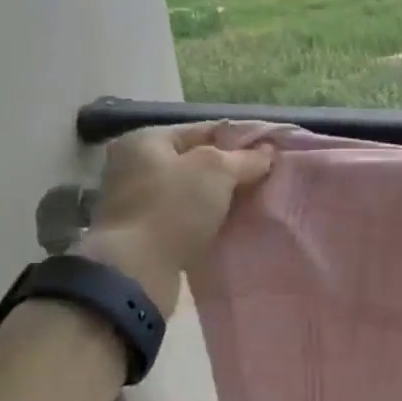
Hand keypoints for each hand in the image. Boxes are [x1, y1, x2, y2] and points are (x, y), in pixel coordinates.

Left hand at [75, 124, 272, 313]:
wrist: (138, 270)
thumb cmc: (173, 208)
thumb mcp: (217, 171)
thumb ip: (245, 158)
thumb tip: (267, 152)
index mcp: (145, 140)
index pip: (202, 130)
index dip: (238, 140)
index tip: (268, 154)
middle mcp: (133, 165)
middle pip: (194, 161)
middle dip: (229, 172)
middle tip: (262, 181)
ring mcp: (134, 201)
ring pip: (190, 192)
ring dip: (217, 199)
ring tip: (250, 206)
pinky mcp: (141, 232)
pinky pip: (182, 217)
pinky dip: (204, 220)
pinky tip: (226, 227)